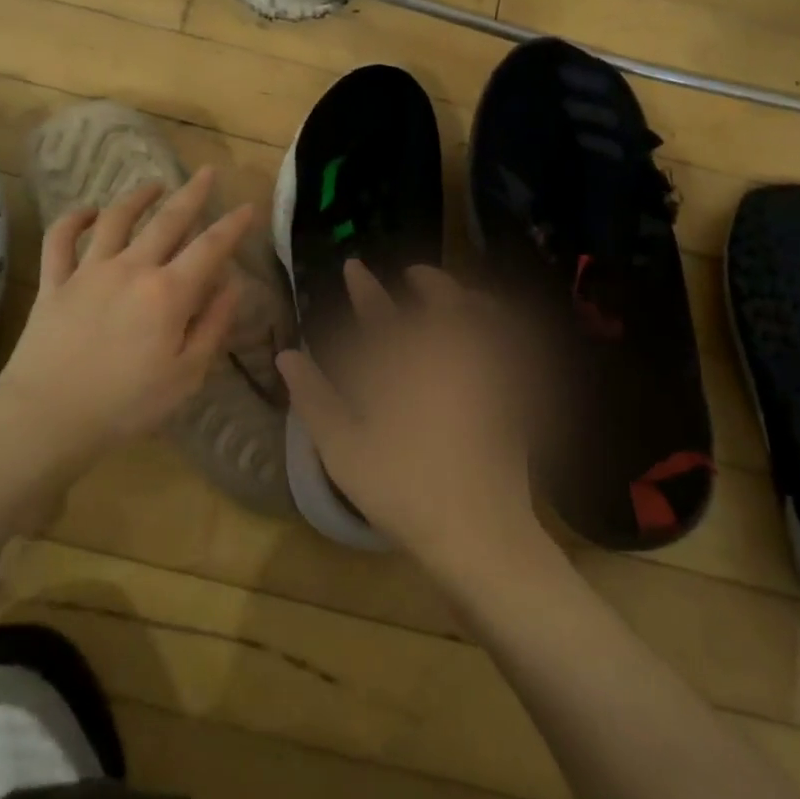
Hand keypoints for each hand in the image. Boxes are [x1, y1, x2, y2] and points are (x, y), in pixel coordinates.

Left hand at [0, 168, 255, 473]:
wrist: (47, 416)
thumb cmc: (127, 404)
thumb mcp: (187, 375)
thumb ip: (212, 325)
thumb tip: (232, 286)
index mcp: (169, 293)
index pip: (210, 248)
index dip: (233, 225)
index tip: (249, 206)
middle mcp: (132, 269)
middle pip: (167, 220)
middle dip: (192, 193)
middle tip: (207, 171)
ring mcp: (88, 271)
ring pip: (115, 219)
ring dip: (138, 196)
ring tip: (154, 184)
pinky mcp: (54, 283)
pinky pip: (60, 240)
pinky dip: (74, 219)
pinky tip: (87, 211)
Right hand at [276, 262, 548, 583]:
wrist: (478, 531)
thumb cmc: (403, 488)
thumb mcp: (344, 447)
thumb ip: (314, 397)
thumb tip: (287, 356)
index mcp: (405, 364)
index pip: (379, 314)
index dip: (364, 289)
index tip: (353, 266)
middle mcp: (449, 356)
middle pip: (440, 304)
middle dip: (427, 282)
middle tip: (413, 273)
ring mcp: (487, 375)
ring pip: (482, 320)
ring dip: (465, 299)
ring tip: (456, 294)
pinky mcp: (512, 397)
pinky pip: (511, 347)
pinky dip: (500, 332)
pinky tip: (491, 341)